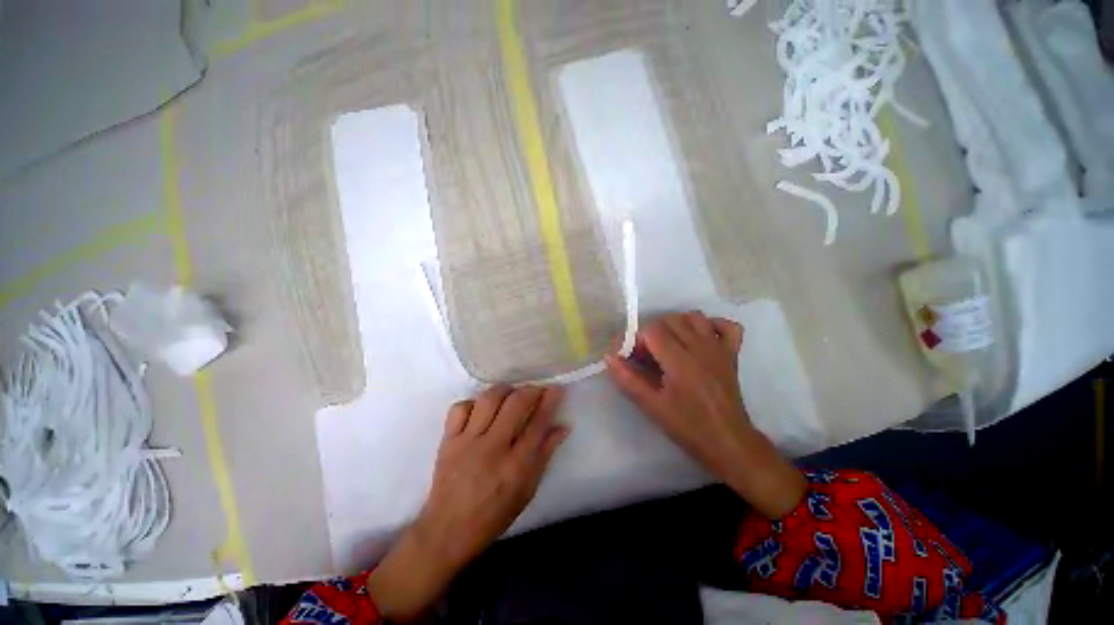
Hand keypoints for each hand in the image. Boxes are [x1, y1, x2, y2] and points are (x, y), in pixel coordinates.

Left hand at [368, 386, 567, 620]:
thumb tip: (562, 427)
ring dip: (504, 390)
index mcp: (515, 466)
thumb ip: (544, 455)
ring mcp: (467, 442)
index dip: (550, 401)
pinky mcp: (448, 440)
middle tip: (537, 389)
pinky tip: (481, 408)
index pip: (538, 424)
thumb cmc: (494, 515)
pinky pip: (460, 408)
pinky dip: (473, 402)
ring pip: (488, 400)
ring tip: (511, 393)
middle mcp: (492, 448)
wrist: (447, 531)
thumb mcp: (527, 490)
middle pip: (515, 404)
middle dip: (531, 390)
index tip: (556, 388)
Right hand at [605, 311, 805, 518]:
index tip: (631, 356)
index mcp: (680, 361)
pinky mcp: (732, 354)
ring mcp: (719, 349)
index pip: (652, 330)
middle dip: (652, 332)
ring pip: (694, 317)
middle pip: (670, 320)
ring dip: (676, 324)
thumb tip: (609, 357)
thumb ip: (628, 379)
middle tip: (647, 354)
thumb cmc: (688, 427)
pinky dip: (711, 325)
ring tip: (668, 344)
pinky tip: (700, 338)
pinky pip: (727, 326)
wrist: (728, 443)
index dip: (637, 339)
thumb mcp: (652, 406)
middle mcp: (700, 348)